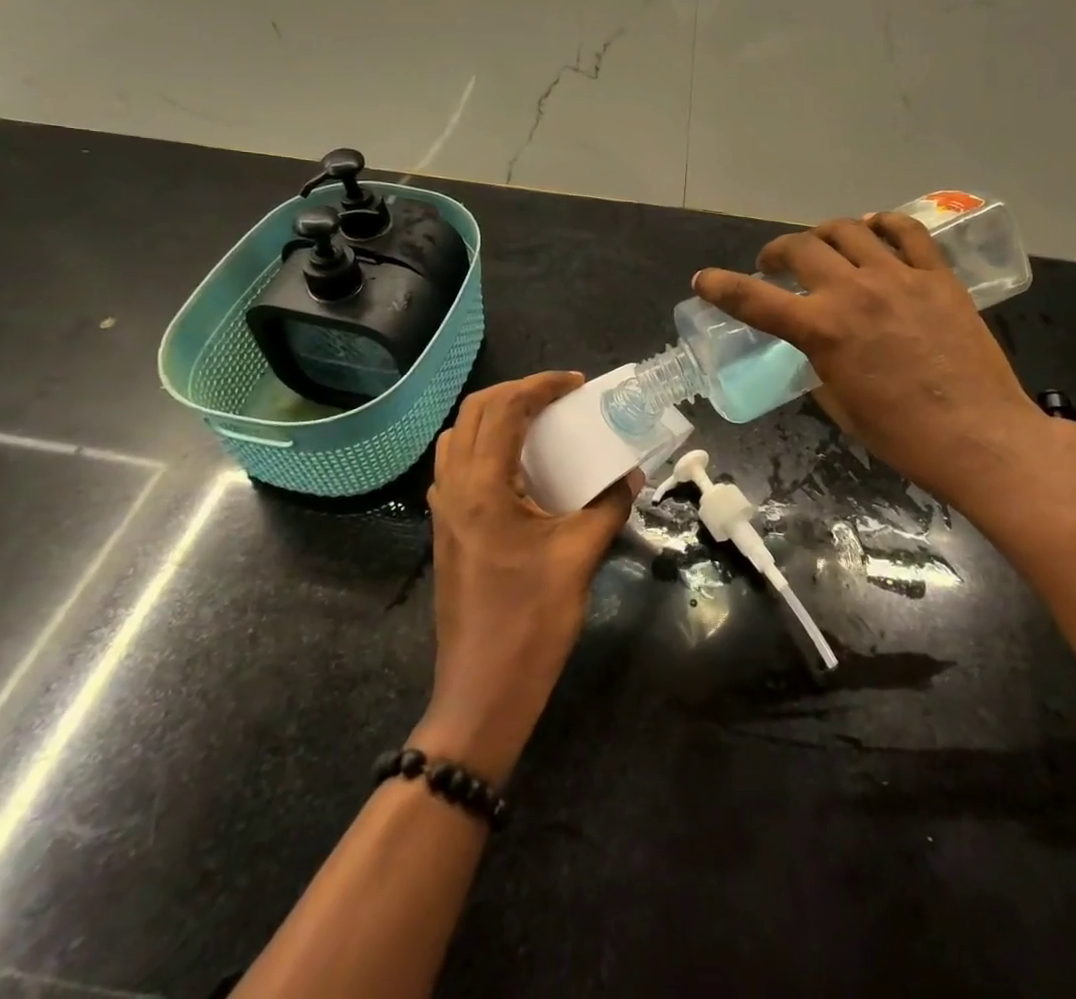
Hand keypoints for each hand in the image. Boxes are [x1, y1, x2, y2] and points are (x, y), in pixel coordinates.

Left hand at [414, 372, 638, 784]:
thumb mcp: (581, 556)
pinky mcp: (445, 530)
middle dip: (516, 392)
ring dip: (496, 416)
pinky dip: (486, 445)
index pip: (504, 409)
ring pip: (460, 436)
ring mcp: (443, 510)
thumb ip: (609, 505)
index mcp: (483, 487)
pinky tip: (519, 467)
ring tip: (539, 423)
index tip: (577, 384)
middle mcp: (454, 488)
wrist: (481, 692)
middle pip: (474, 411)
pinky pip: (458, 465)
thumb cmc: (532, 621)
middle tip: (559, 397)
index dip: (541, 385)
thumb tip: (632, 474)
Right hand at [693, 213, 1047, 509]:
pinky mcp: (937, 275)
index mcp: (822, 330)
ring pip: (848, 229)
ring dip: (823, 234)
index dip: (722, 287)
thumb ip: (821, 366)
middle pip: (800, 249)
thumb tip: (820, 348)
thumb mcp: (842, 407)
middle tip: (774, 265)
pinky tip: (875, 229)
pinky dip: (882, 224)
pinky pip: (906, 231)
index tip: (703, 279)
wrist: (980, 436)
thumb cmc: (904, 436)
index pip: (755, 300)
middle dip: (776, 253)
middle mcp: (853, 291)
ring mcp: (898, 277)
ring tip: (822, 246)